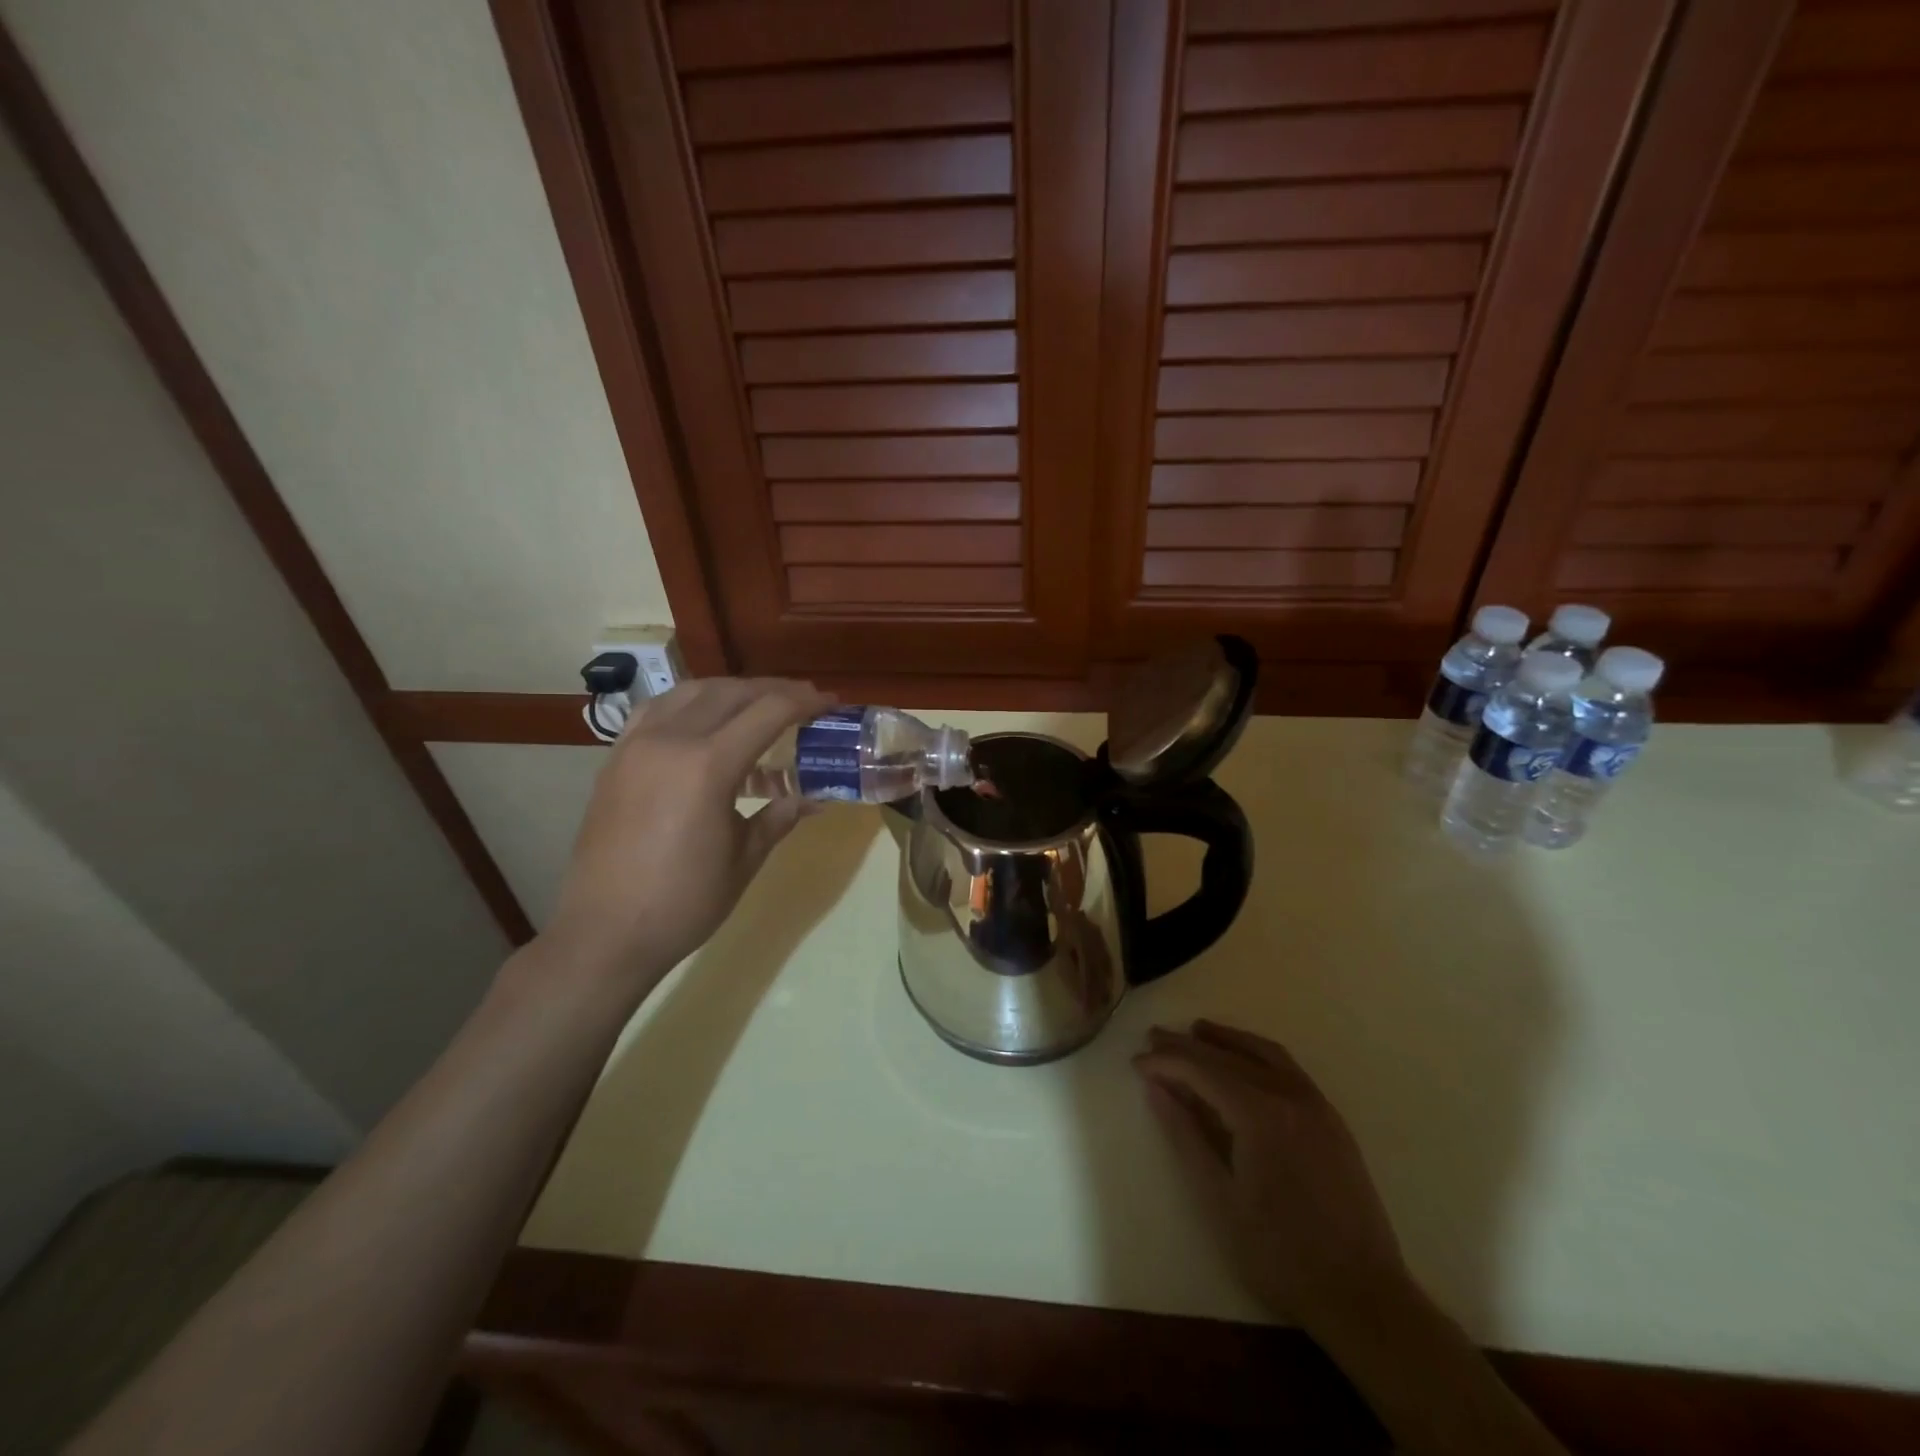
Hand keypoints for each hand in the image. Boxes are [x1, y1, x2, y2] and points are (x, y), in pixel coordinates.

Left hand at [546, 677, 832, 986]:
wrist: (606, 932)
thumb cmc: (685, 901)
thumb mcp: (745, 858)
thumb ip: (781, 816)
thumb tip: (816, 798)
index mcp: (708, 765)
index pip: (768, 712)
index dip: (805, 702)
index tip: (832, 703)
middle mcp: (670, 740)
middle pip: (732, 692)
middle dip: (774, 690)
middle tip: (804, 701)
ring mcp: (637, 745)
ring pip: (692, 692)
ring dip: (732, 690)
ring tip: (759, 705)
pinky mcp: (616, 758)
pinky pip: (657, 710)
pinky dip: (690, 703)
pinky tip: (703, 721)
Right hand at [1134, 1020, 1408, 1335]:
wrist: (1363, 1297)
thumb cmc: (1279, 1254)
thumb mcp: (1219, 1198)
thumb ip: (1185, 1135)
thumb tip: (1156, 1088)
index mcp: (1260, 1114)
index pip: (1203, 1070)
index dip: (1167, 1062)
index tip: (1137, 1061)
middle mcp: (1290, 1095)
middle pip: (1229, 1057)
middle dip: (1188, 1046)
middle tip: (1154, 1037)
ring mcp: (1316, 1105)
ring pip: (1263, 1053)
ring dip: (1226, 1040)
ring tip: (1196, 1031)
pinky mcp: (1331, 1119)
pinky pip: (1288, 1069)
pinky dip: (1257, 1054)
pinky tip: (1243, 1060)